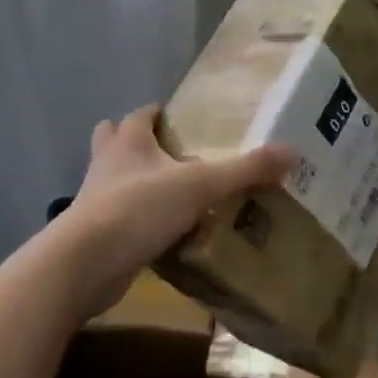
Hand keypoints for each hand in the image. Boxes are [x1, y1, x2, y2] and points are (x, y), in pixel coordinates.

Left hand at [65, 105, 294, 315]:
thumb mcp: (200, 186)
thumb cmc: (138, 208)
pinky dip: (137, 221)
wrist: (85, 263)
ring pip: (114, 180)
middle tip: (172, 156)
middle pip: (114, 140)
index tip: (178, 120)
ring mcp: (96, 200)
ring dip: (136, 182)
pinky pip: (119, 218)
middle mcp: (107, 164)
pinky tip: (163, 234)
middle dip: (137, 143)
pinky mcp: (96, 234)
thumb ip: (245, 170)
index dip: (156, 114)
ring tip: (172, 194)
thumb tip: (292, 152)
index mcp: (128, 141)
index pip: (139, 115)